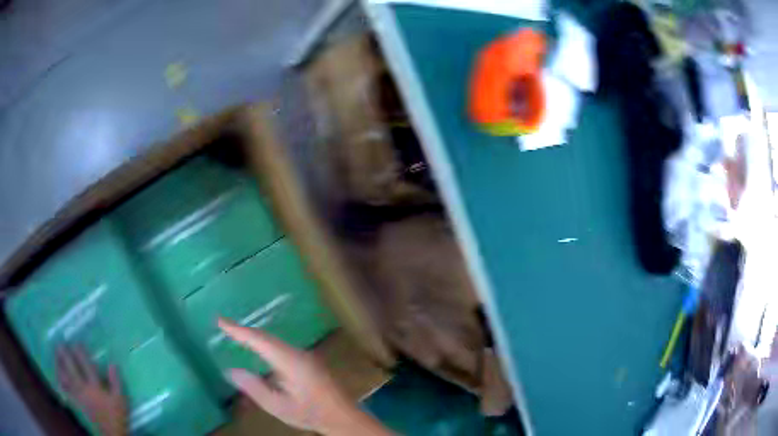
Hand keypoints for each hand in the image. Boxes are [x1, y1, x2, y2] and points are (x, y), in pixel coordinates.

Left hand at [57, 346, 126, 435]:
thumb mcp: (120, 400)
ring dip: (60, 366)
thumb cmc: (117, 415)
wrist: (111, 433)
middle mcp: (84, 388)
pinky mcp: (77, 402)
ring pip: (66, 378)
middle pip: (72, 369)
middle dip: (65, 356)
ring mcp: (79, 396)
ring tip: (56, 355)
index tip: (76, 342)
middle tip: (60, 344)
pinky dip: (60, 382)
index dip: (80, 353)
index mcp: (95, 387)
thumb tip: (113, 363)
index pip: (86, 366)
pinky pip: (66, 390)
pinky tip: (57, 375)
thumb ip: (116, 382)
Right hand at [218, 318, 391, 435]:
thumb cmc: (310, 413)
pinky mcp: (307, 361)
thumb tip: (231, 371)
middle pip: (267, 337)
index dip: (238, 330)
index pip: (259, 340)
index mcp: (290, 361)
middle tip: (223, 325)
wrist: (342, 417)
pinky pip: (280, 347)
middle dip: (244, 330)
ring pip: (274, 341)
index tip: (220, 321)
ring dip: (255, 336)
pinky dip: (265, 344)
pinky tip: (259, 348)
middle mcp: (297, 353)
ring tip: (235, 333)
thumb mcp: (278, 406)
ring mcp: (304, 356)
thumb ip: (254, 388)